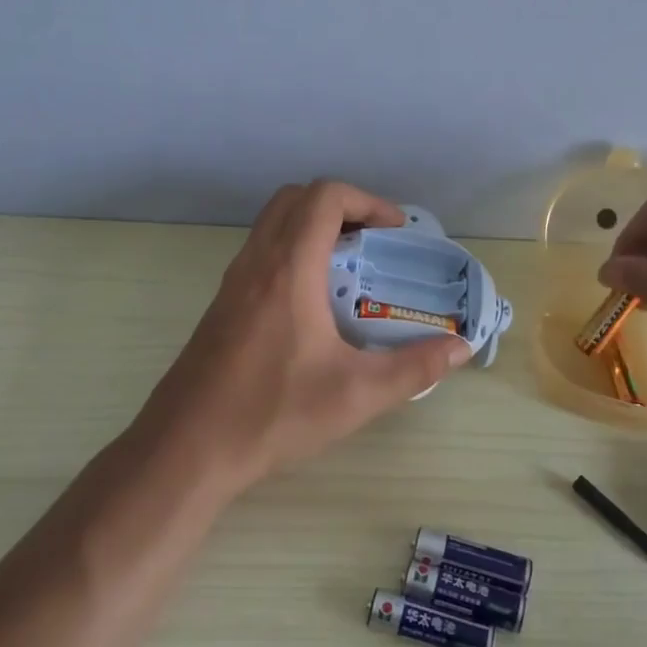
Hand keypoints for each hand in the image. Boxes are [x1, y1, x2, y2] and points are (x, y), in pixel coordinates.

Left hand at [132, 180, 471, 497]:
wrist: (185, 449)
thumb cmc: (271, 414)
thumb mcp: (356, 395)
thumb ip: (414, 368)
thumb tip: (461, 347)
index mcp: (288, 269)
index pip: (325, 197)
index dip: (367, 201)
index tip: (395, 232)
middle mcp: (257, 262)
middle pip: (296, 199)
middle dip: (341, 206)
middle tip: (373, 241)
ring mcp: (233, 282)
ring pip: (274, 223)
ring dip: (314, 227)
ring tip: (349, 267)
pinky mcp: (223, 304)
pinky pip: (262, 251)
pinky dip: (293, 251)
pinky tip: (314, 302)